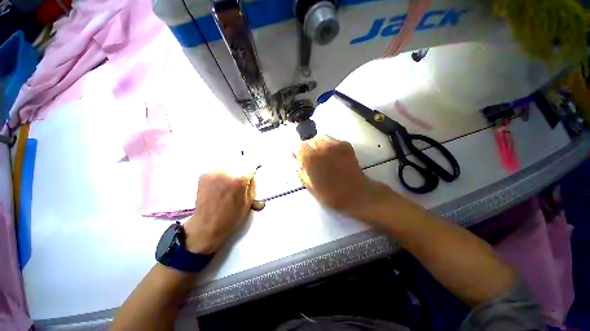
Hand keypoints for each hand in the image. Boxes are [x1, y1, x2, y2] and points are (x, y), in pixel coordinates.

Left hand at [183, 169, 255, 253]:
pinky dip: (220, 173)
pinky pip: (217, 168)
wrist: (207, 224)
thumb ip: (252, 186)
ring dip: (230, 169)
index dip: (253, 167)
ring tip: (229, 183)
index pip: (251, 162)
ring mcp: (213, 171)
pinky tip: (219, 185)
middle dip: (242, 168)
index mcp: (239, 179)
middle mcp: (225, 171)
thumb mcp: (247, 204)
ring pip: (227, 162)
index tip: (252, 171)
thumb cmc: (229, 218)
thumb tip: (251, 176)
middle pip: (239, 160)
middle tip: (241, 180)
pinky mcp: (204, 174)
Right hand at [294, 135, 394, 222]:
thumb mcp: (310, 186)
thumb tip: (295, 158)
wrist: (356, 193)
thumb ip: (301, 170)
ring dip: (319, 145)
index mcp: (311, 158)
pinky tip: (334, 157)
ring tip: (324, 158)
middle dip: (309, 149)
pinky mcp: (345, 144)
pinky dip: (330, 146)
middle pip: (309, 141)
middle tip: (313, 161)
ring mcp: (335, 144)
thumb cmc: (331, 194)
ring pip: (320, 138)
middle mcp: (321, 147)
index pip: (298, 147)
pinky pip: (332, 140)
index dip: (299, 154)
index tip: (301, 161)